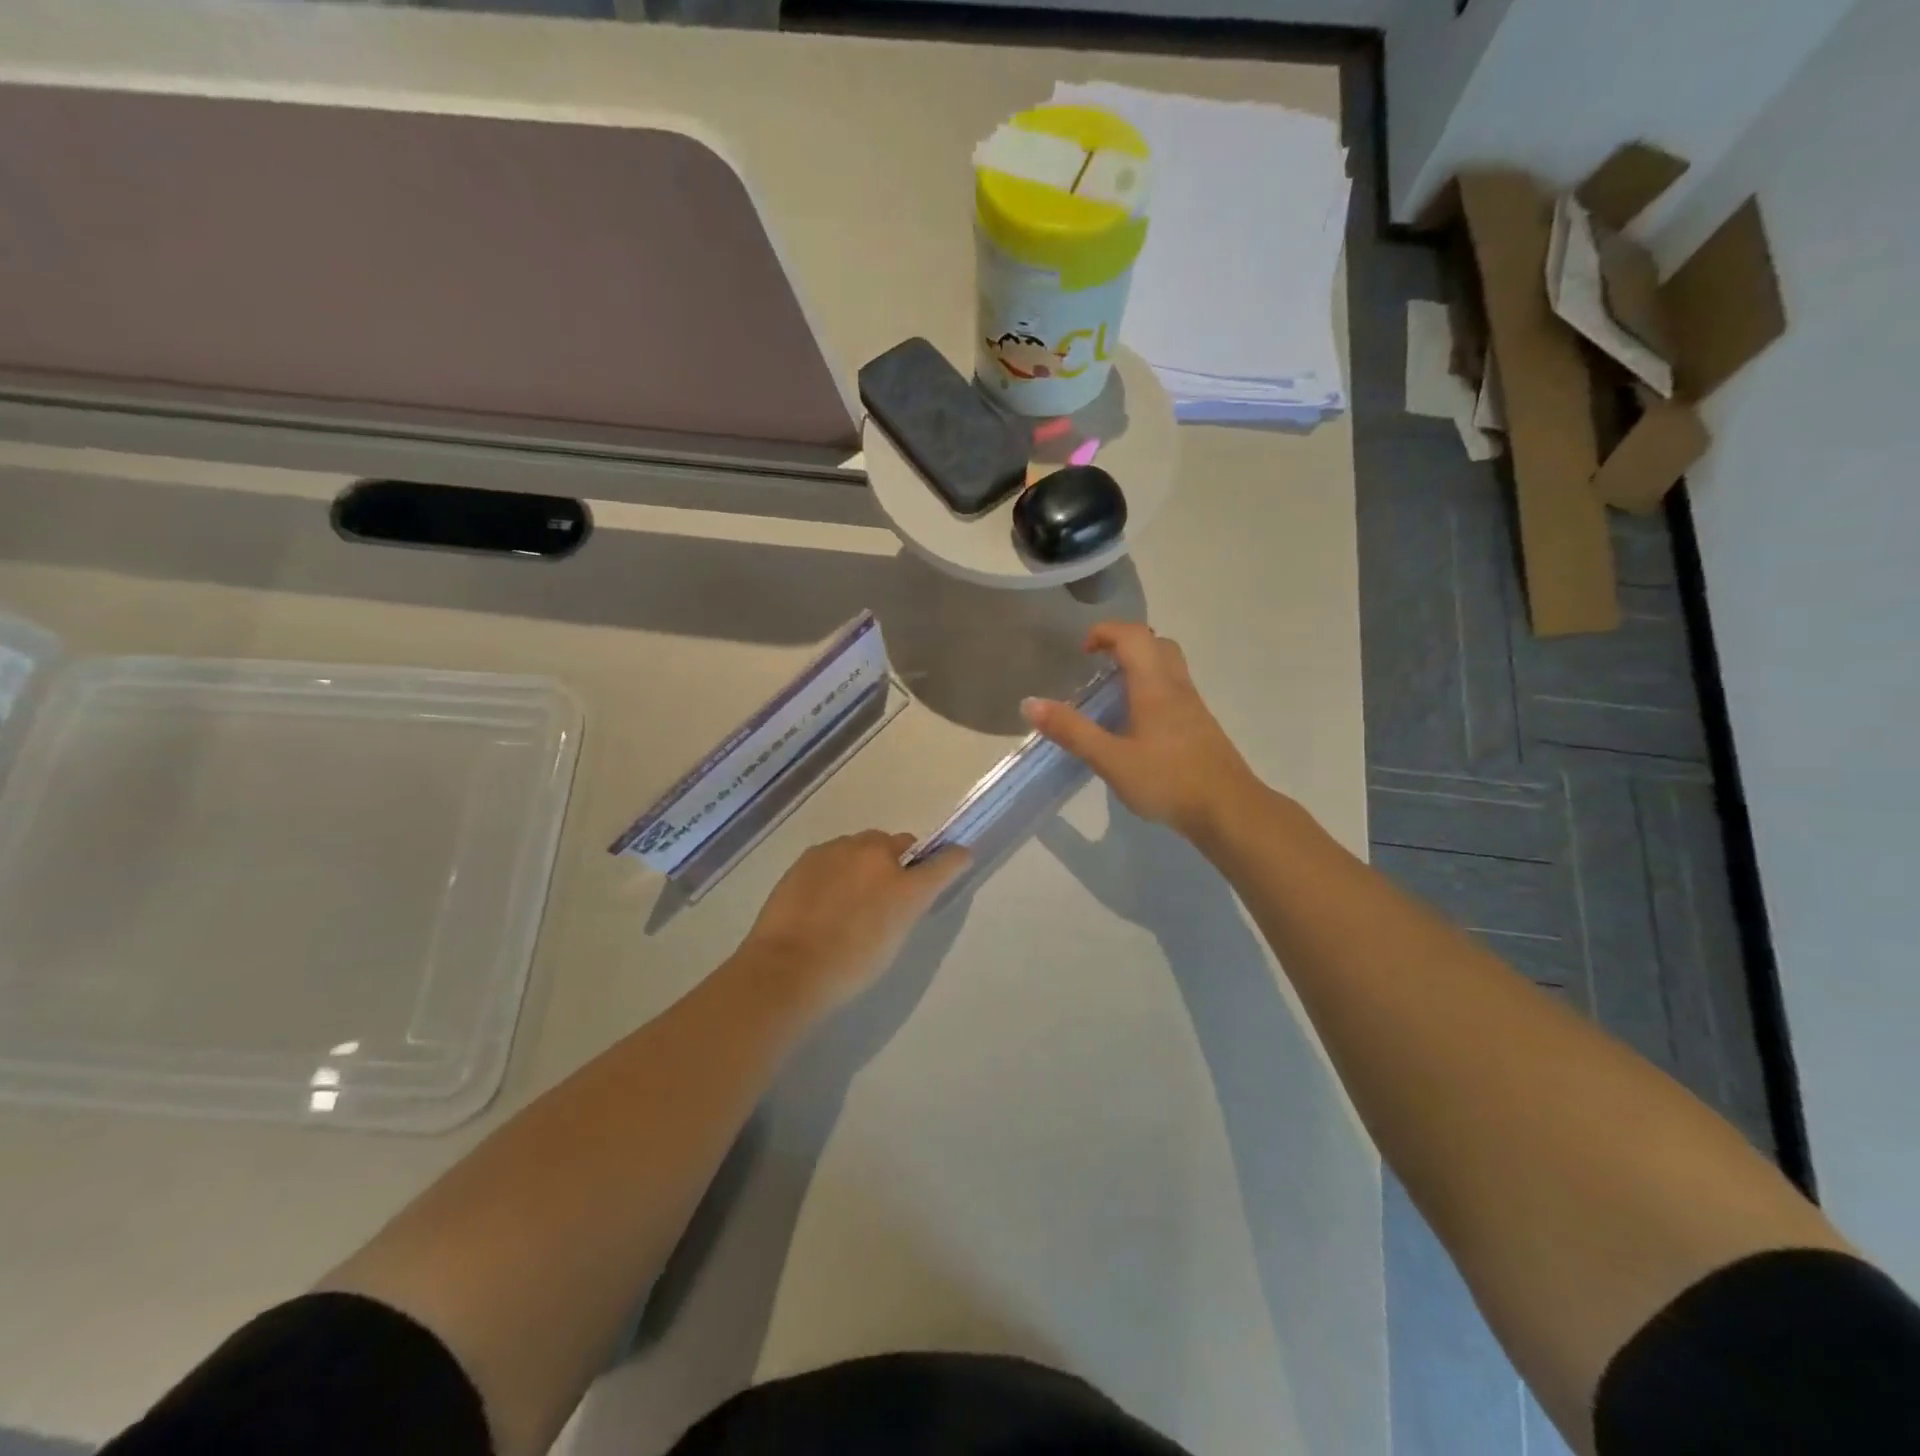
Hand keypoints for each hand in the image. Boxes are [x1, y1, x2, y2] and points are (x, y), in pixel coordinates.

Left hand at [740, 831, 970, 1011]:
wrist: (788, 968)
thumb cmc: (849, 966)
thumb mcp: (892, 940)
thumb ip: (904, 907)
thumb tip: (903, 892)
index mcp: (907, 886)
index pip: (944, 860)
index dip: (952, 859)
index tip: (956, 860)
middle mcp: (879, 856)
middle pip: (898, 844)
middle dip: (897, 860)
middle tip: (884, 890)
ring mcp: (841, 850)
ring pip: (864, 845)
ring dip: (864, 860)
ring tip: (847, 895)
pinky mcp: (811, 854)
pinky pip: (835, 853)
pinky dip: (837, 867)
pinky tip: (822, 895)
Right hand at [1022, 622, 1261, 841]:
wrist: (1228, 810)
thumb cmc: (1167, 780)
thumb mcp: (1111, 759)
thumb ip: (1072, 731)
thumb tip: (1030, 704)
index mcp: (1154, 686)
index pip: (1132, 635)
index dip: (1105, 632)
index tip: (1083, 652)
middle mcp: (1177, 687)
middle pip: (1156, 644)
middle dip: (1125, 644)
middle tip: (1099, 667)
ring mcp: (1193, 707)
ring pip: (1169, 667)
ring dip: (1141, 666)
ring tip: (1113, 695)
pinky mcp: (1201, 727)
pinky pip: (1175, 691)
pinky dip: (1153, 690)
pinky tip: (1138, 726)